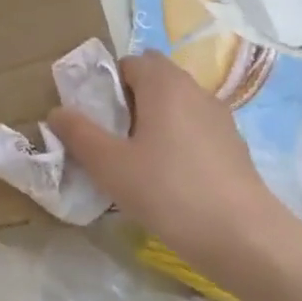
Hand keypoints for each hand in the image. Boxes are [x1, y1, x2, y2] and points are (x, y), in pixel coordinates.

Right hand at [46, 51, 298, 289]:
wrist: (245, 238)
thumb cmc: (169, 191)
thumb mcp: (110, 165)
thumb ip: (79, 133)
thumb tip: (57, 112)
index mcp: (164, 83)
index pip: (129, 62)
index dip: (106, 83)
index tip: (94, 116)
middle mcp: (194, 90)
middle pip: (155, 79)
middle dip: (129, 99)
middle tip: (111, 136)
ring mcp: (219, 118)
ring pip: (177, 104)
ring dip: (154, 120)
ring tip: (136, 159)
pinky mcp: (234, 146)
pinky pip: (195, 129)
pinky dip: (177, 140)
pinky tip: (169, 178)